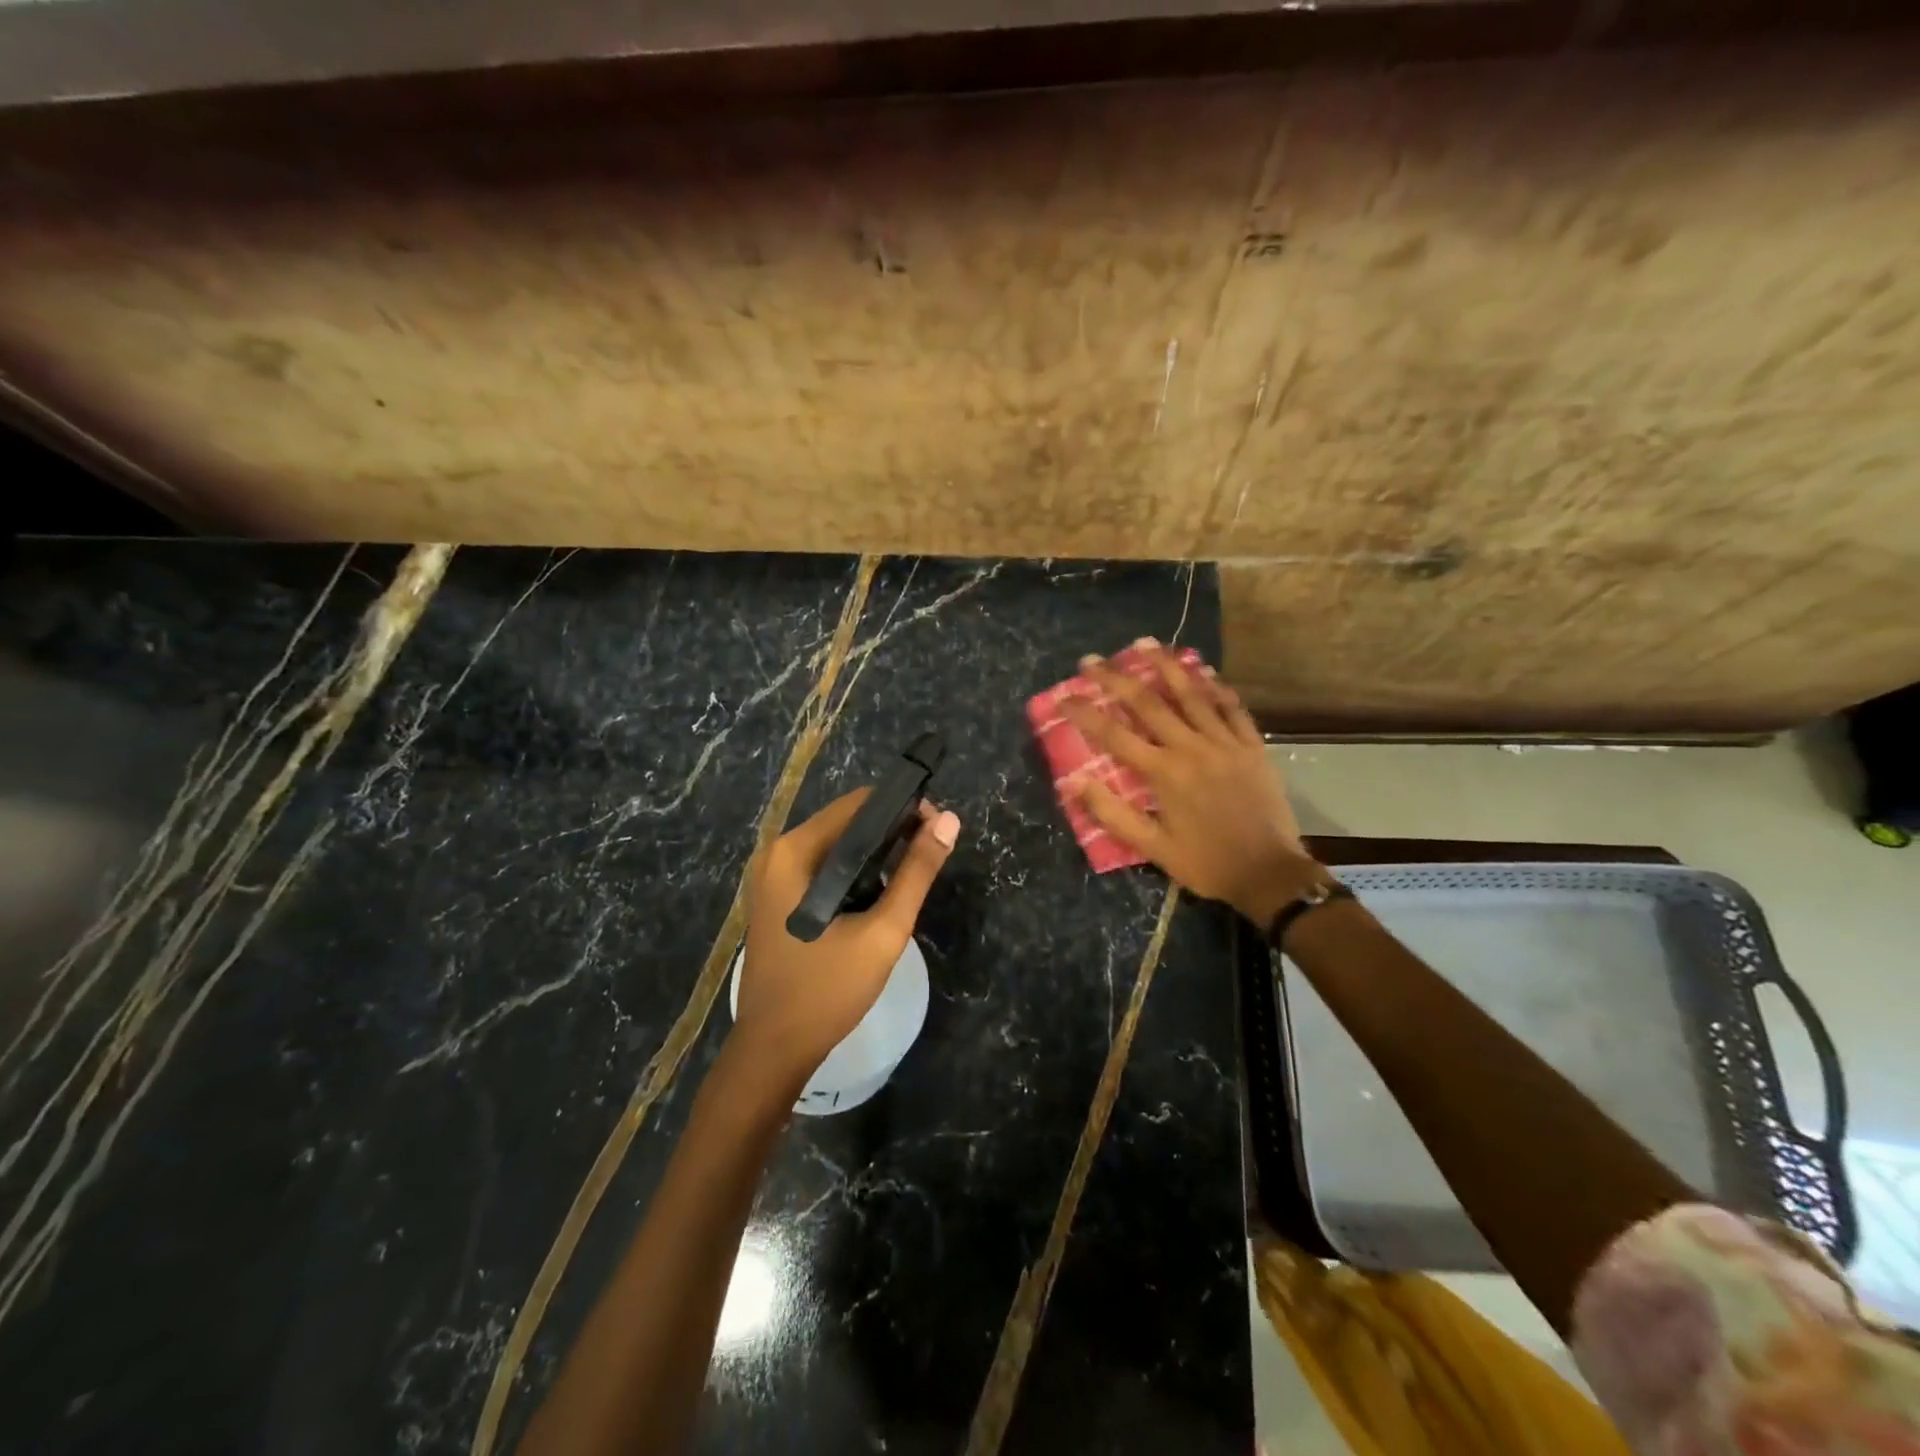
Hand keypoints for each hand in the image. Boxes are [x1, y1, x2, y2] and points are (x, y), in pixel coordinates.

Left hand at [734, 791, 960, 1093]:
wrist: (774, 1050)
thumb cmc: (828, 989)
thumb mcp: (883, 931)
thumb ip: (917, 873)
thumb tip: (950, 820)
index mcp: (794, 851)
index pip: (858, 804)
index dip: (903, 809)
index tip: (936, 831)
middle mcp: (777, 854)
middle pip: (846, 823)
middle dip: (891, 834)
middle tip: (928, 860)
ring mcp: (773, 878)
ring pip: (837, 848)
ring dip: (875, 856)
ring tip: (910, 880)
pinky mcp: (777, 899)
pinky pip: (824, 870)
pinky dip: (854, 875)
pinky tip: (879, 899)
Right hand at [1065, 640, 1314, 924]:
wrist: (1269, 873)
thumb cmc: (1206, 863)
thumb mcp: (1153, 848)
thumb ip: (1112, 814)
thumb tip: (1073, 782)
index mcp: (1164, 773)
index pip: (1114, 735)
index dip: (1086, 713)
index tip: (1064, 697)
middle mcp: (1192, 748)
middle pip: (1149, 703)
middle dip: (1116, 678)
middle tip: (1092, 660)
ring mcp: (1225, 743)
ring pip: (1192, 694)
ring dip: (1165, 666)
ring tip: (1145, 644)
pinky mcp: (1251, 746)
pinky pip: (1232, 707)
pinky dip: (1216, 687)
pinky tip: (1204, 671)